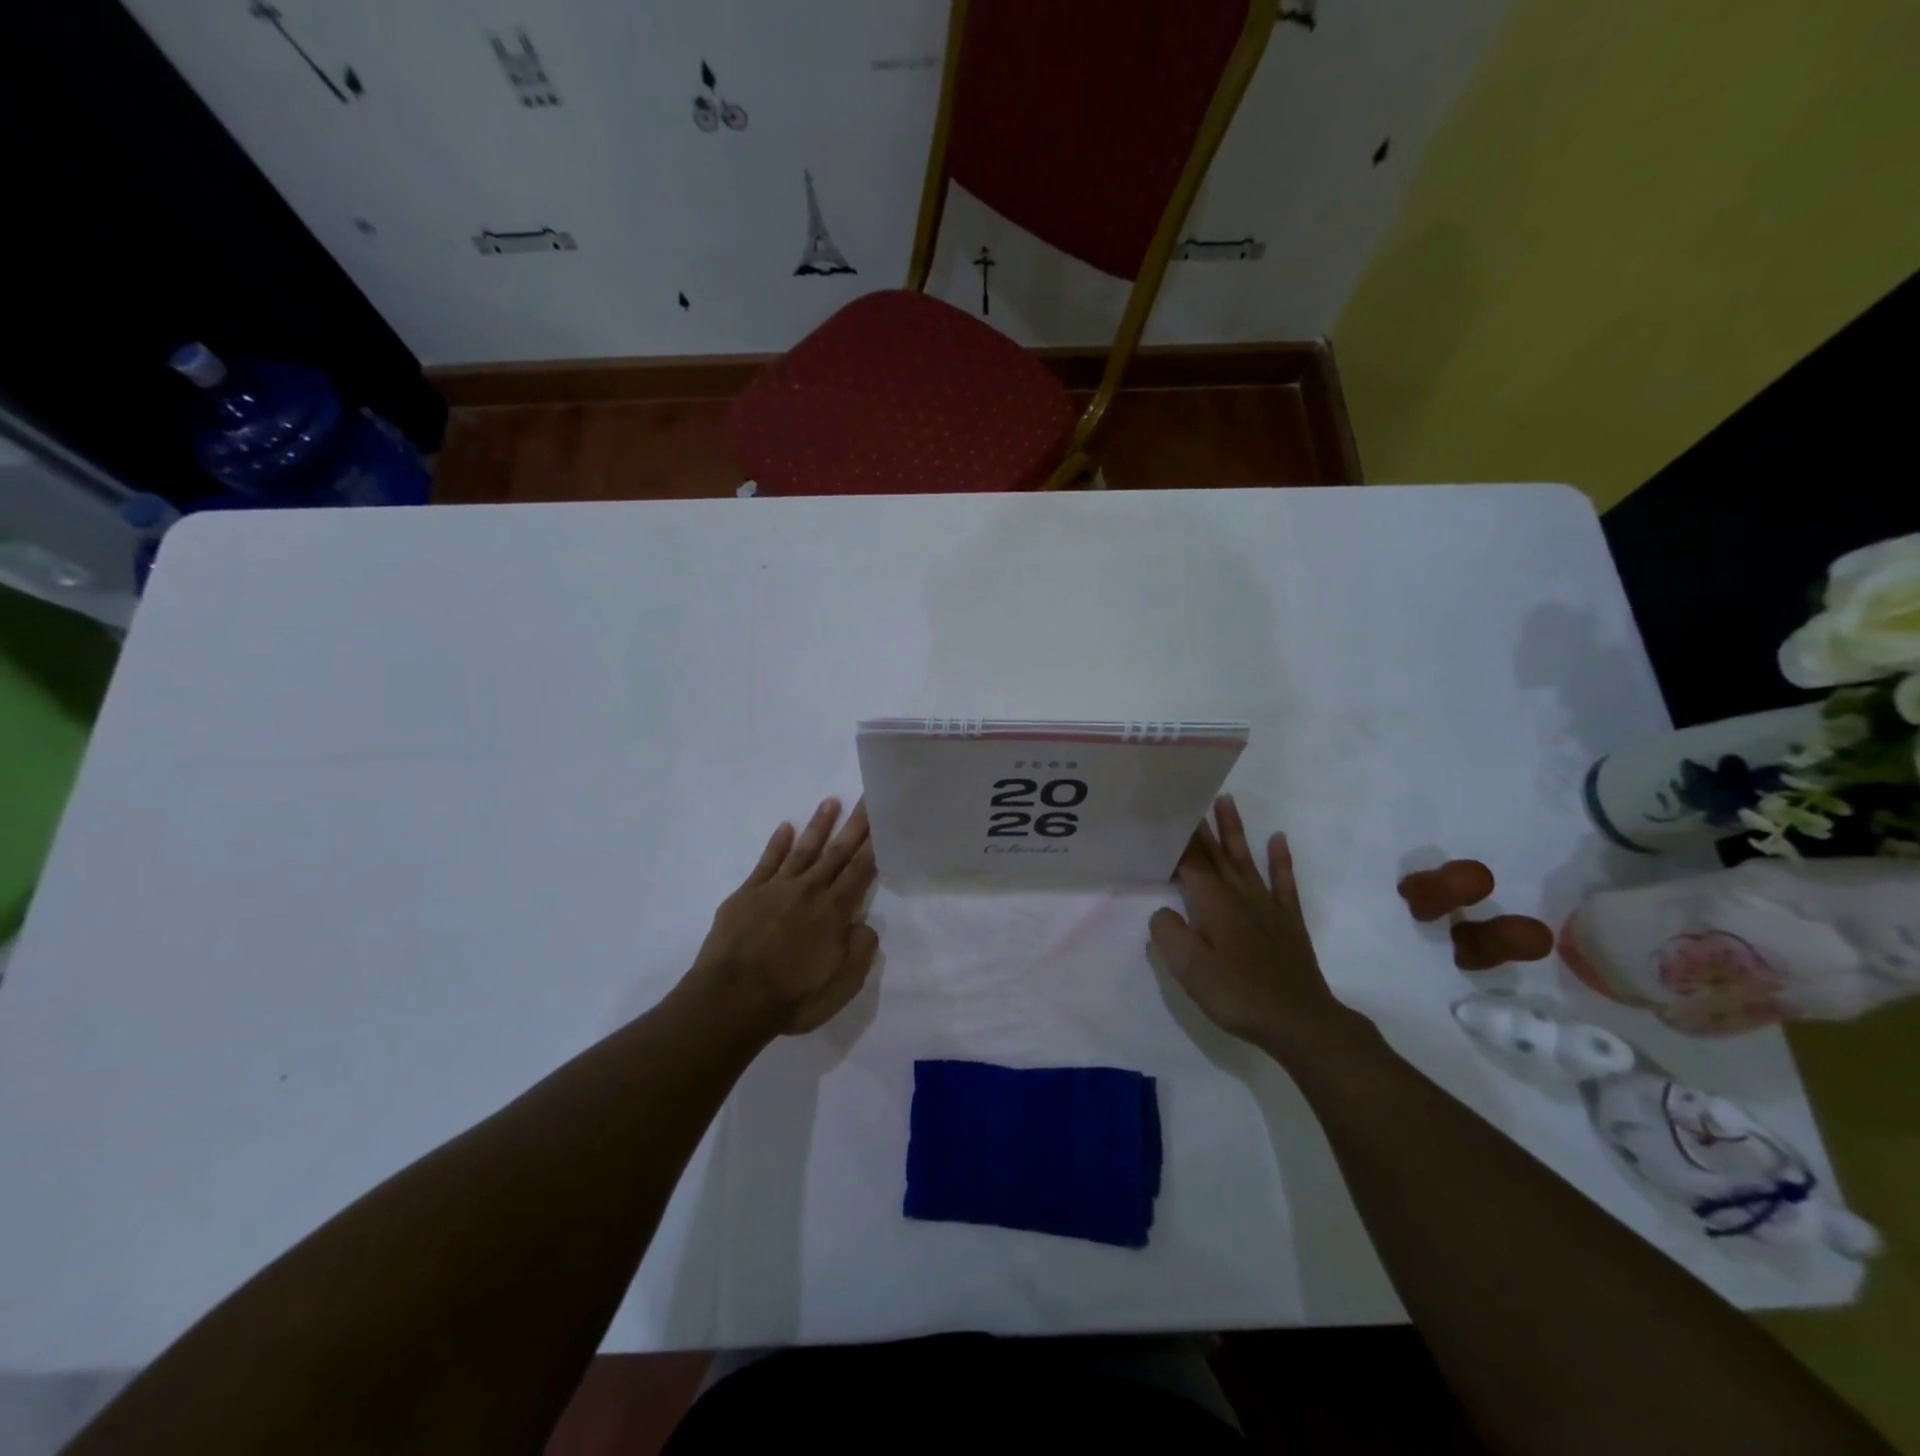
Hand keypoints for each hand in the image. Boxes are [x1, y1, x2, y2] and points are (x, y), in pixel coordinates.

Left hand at [688, 798, 879, 1035]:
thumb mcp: (840, 987)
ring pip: (804, 849)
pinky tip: (785, 828)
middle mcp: (808, 890)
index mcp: (834, 911)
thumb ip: (860, 952)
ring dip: (819, 825)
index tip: (884, 818)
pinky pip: (766, 862)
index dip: (874, 844)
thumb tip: (865, 925)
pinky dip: (776, 844)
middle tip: (867, 797)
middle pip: (837, 851)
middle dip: (854, 824)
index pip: (861, 870)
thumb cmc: (791, 998)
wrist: (729, 1000)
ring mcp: (775, 889)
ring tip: (831, 801)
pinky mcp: (747, 894)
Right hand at [1149, 796, 1360, 1056]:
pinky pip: (1283, 881)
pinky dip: (1280, 859)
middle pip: (1215, 853)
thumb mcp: (1188, 969)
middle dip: (1199, 825)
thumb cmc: (1238, 994)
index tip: (1163, 814)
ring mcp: (1267, 906)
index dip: (1175, 839)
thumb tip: (1164, 911)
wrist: (1300, 1021)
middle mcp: (1239, 894)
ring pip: (1245, 858)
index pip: (1189, 861)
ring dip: (1235, 829)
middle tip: (1188, 795)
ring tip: (1226, 800)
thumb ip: (1168, 933)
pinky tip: (1278, 839)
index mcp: (1212, 902)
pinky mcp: (1287, 921)